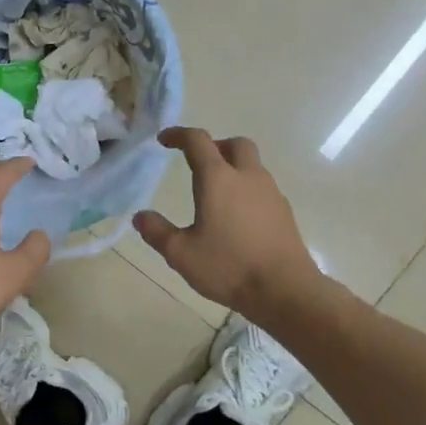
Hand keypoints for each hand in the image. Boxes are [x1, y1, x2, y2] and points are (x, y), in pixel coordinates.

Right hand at [134, 128, 321, 317]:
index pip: (197, 141)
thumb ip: (157, 232)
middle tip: (198, 163)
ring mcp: (271, 192)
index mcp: (218, 178)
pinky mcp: (284, 212)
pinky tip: (239, 217)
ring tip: (217, 194)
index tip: (164, 140)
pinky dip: (248, 190)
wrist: (285, 289)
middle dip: (215, 146)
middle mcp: (247, 176)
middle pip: (235, 144)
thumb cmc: (228, 267)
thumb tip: (140, 217)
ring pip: (253, 165)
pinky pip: (263, 188)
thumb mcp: (181, 254)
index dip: (179, 135)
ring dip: (234, 168)